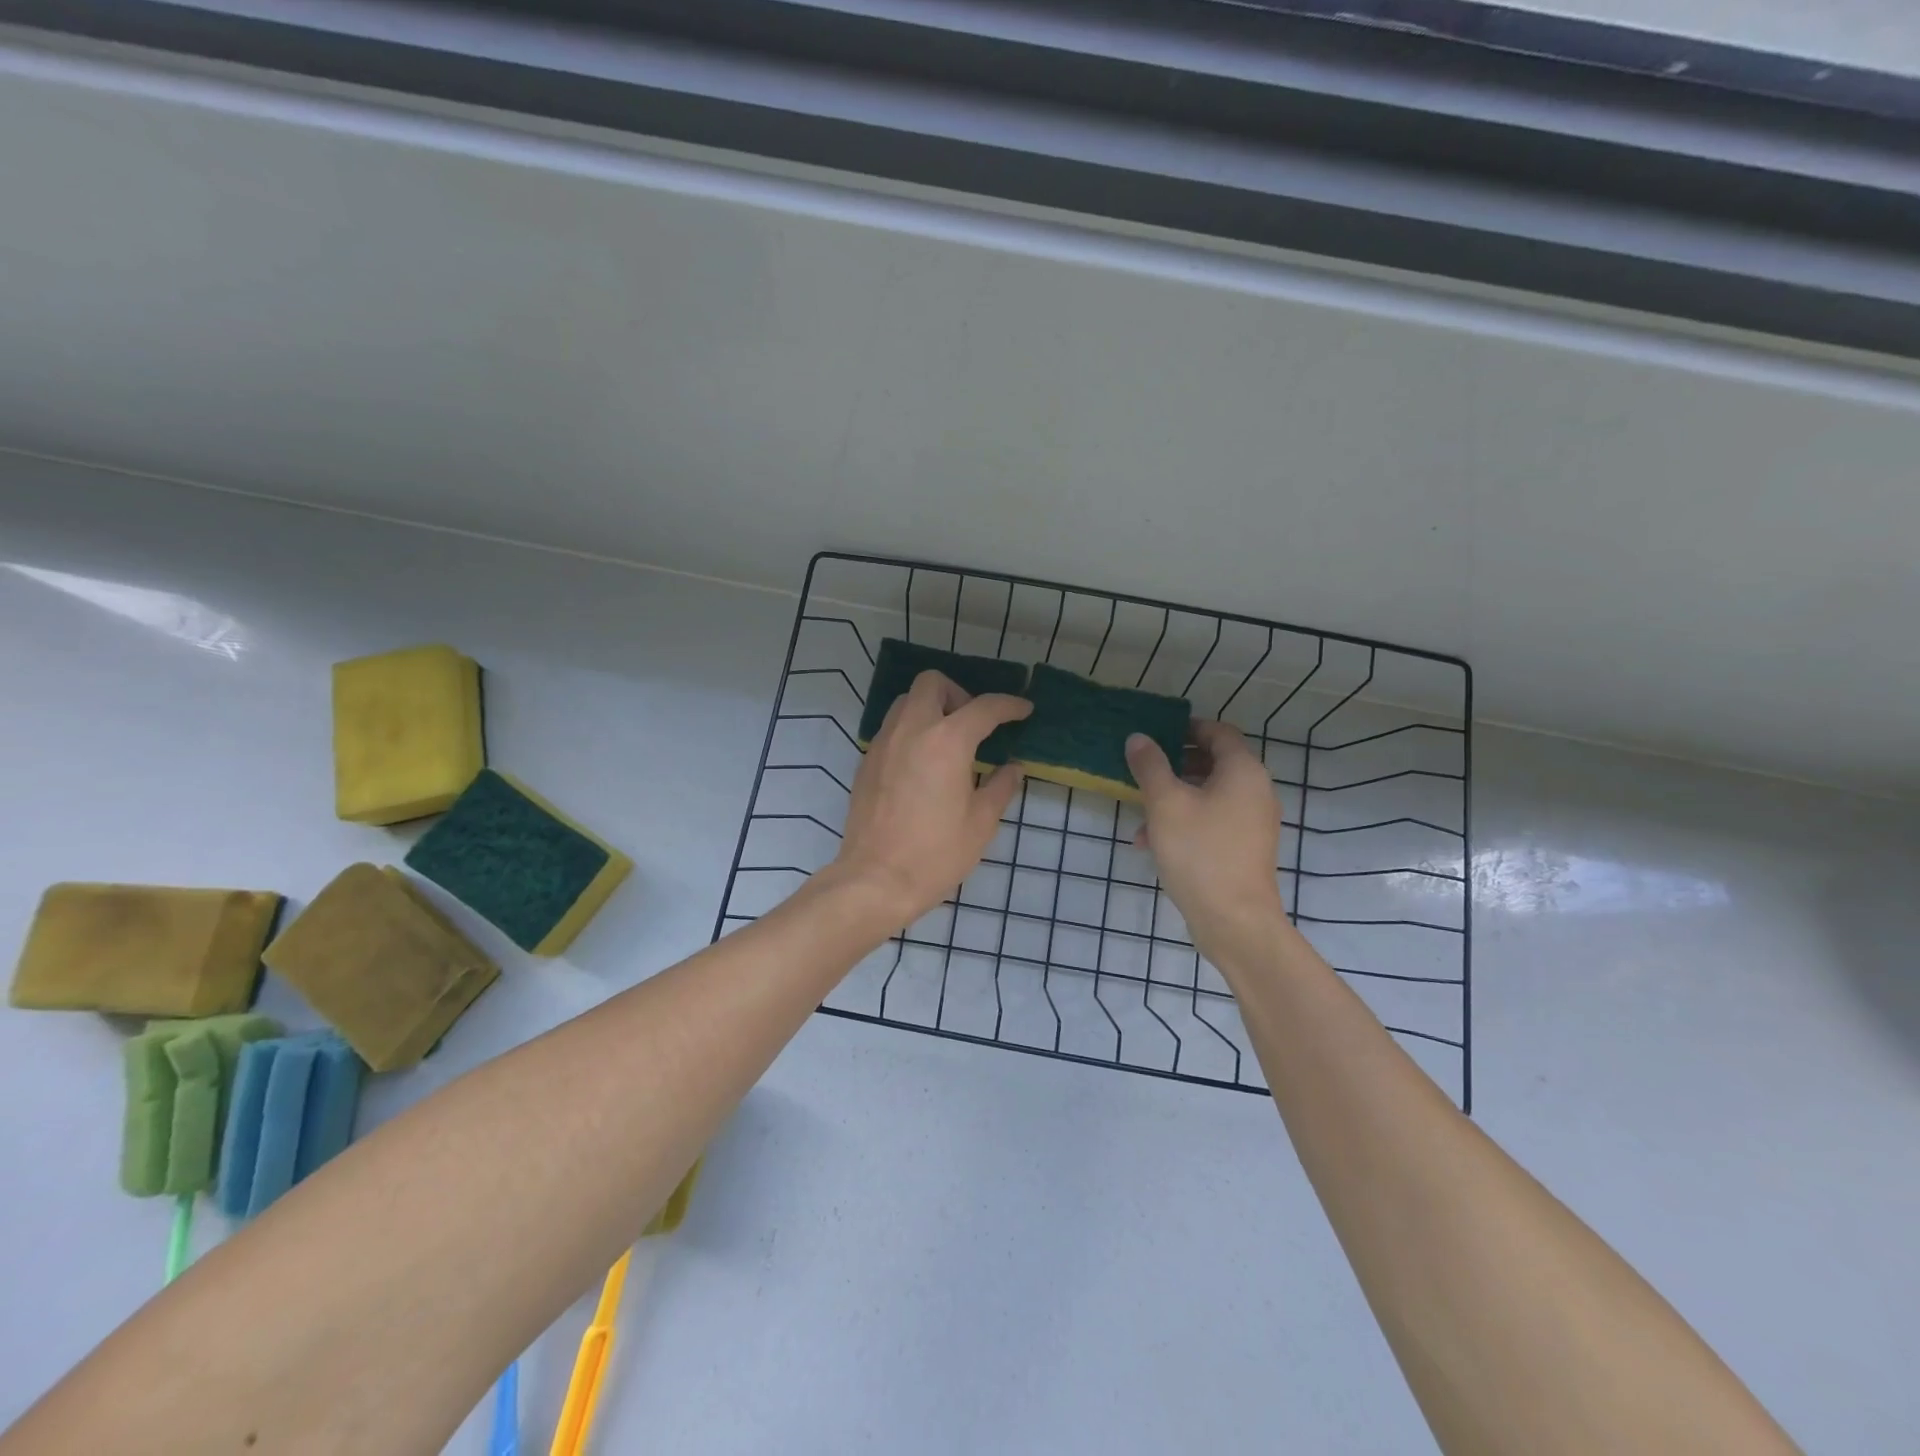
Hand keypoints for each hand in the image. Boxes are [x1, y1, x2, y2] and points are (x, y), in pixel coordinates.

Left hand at [829, 670, 1031, 931]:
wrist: (875, 880)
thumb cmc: (935, 854)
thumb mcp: (981, 823)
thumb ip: (1000, 786)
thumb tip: (1012, 767)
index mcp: (946, 741)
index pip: (984, 707)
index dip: (1009, 706)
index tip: (1023, 710)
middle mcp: (911, 730)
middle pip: (932, 683)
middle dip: (959, 694)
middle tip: (974, 726)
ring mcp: (883, 743)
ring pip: (906, 701)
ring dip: (931, 708)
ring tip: (948, 742)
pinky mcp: (866, 761)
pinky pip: (891, 727)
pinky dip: (911, 730)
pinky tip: (923, 763)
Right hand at [1126, 721, 1287, 957]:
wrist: (1234, 920)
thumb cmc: (1199, 852)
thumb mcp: (1165, 804)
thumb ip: (1150, 766)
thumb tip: (1138, 738)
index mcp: (1243, 771)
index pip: (1219, 732)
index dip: (1188, 727)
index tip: (1157, 734)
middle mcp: (1256, 791)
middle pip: (1215, 762)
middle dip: (1176, 764)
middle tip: (1145, 769)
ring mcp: (1254, 822)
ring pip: (1210, 795)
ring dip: (1176, 797)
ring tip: (1141, 814)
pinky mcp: (1246, 848)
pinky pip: (1214, 821)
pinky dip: (1187, 822)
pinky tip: (1152, 843)